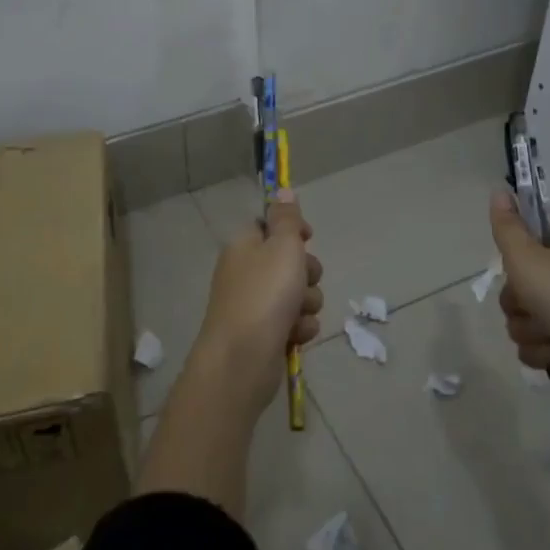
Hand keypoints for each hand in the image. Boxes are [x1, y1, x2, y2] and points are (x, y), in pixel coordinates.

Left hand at [189, 192, 323, 414]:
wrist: (242, 360)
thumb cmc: (264, 295)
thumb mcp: (282, 246)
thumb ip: (287, 218)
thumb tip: (282, 189)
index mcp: (244, 245)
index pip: (269, 225)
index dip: (292, 230)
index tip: (306, 237)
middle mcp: (246, 272)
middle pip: (289, 261)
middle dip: (306, 272)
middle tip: (301, 281)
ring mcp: (254, 305)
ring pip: (298, 293)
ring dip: (306, 303)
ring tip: (296, 314)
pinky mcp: (265, 334)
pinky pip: (295, 322)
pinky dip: (299, 328)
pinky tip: (294, 335)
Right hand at [489, 189, 549, 381]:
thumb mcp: (526, 256)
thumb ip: (507, 227)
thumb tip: (498, 191)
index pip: (534, 235)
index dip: (519, 252)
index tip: (517, 264)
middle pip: (523, 280)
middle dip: (518, 300)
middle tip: (531, 302)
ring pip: (525, 314)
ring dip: (527, 327)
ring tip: (547, 333)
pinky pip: (537, 341)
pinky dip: (540, 349)